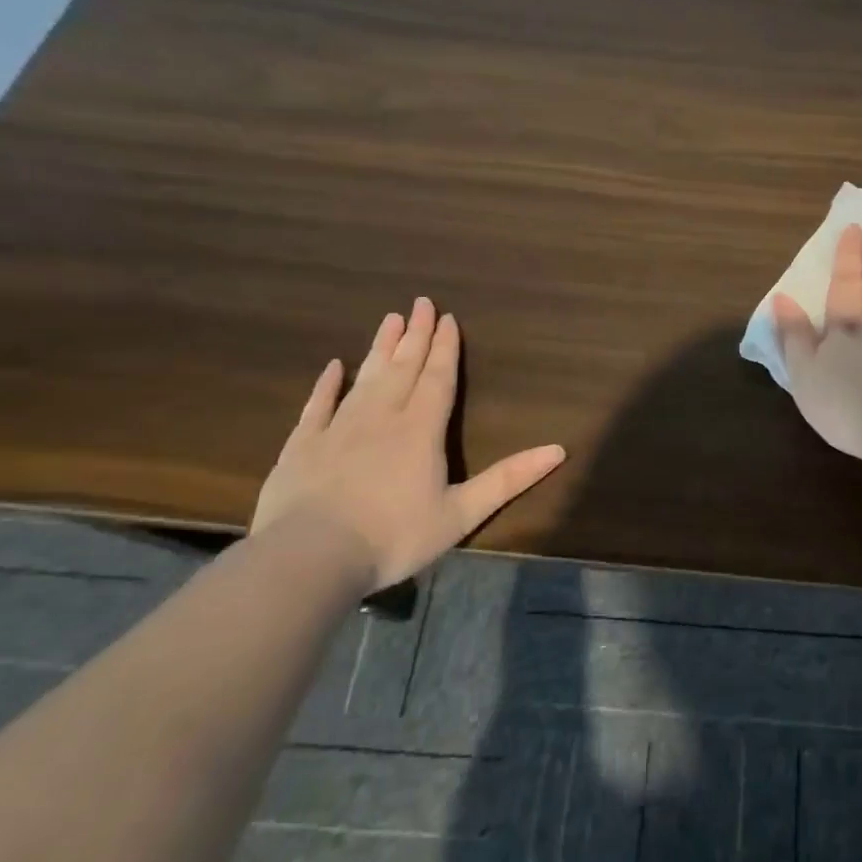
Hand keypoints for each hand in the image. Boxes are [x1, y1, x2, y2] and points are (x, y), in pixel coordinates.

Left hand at [251, 298, 565, 590]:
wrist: (309, 558)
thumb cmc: (394, 537)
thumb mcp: (461, 513)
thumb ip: (508, 479)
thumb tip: (559, 449)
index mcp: (421, 430)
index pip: (438, 378)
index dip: (446, 348)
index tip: (448, 318)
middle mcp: (382, 417)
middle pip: (403, 368)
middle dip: (416, 335)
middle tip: (421, 302)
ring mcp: (338, 428)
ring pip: (365, 378)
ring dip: (380, 348)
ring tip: (390, 319)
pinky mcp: (302, 445)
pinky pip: (317, 406)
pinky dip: (327, 385)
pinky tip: (333, 367)